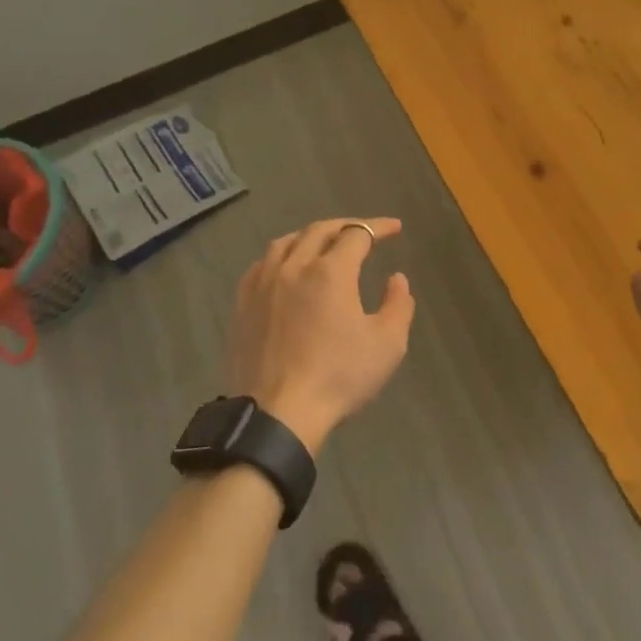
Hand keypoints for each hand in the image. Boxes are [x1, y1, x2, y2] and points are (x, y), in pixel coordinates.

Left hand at [226, 217, 415, 453]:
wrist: (277, 414)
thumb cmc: (338, 377)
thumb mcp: (387, 345)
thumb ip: (398, 305)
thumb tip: (396, 278)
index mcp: (330, 272)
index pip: (357, 234)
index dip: (378, 227)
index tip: (395, 228)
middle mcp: (294, 266)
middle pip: (319, 230)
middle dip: (346, 226)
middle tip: (364, 232)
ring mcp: (263, 284)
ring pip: (286, 242)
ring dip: (310, 236)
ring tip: (324, 243)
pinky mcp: (242, 304)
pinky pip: (261, 264)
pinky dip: (281, 256)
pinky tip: (285, 268)